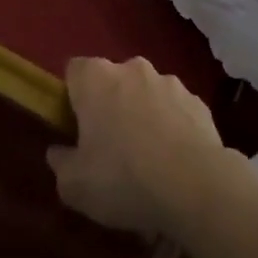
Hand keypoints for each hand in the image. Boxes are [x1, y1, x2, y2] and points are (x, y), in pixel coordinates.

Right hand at [46, 57, 231, 237]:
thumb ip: (60, 163)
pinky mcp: (199, 102)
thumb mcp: (75, 185)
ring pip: (146, 93)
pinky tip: (175, 161)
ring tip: (148, 157)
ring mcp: (169, 82)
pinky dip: (172, 127)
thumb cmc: (124, 178)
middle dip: (110, 104)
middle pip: (112, 80)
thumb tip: (58, 152)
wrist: (197, 187)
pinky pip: (176, 111)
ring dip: (143, 114)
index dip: (73, 97)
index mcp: (96, 78)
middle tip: (110, 146)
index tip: (76, 127)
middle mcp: (132, 69)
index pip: (75, 71)